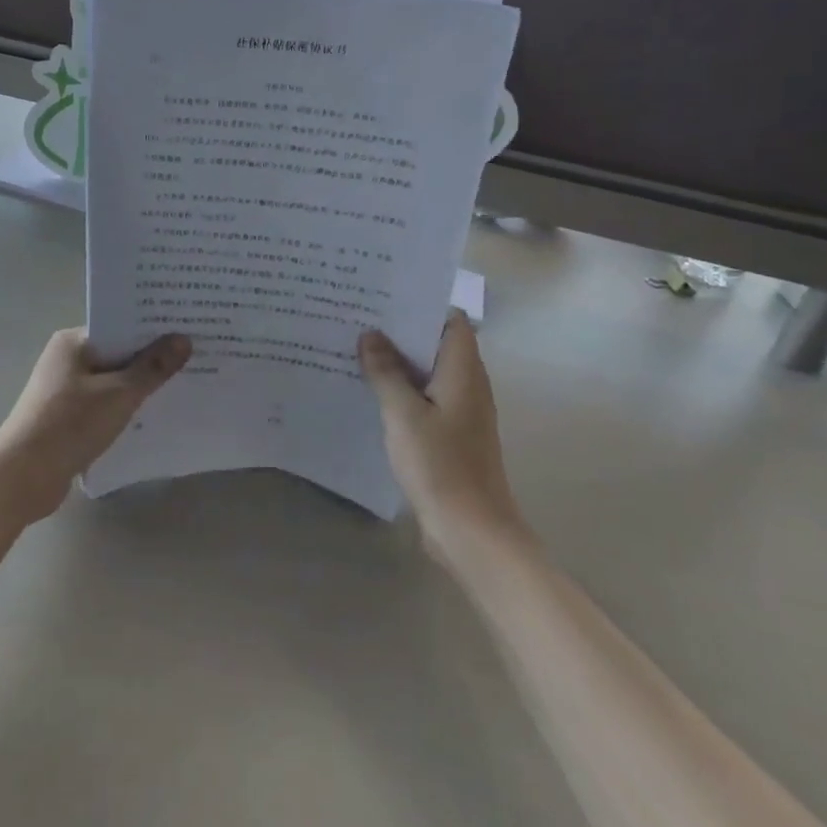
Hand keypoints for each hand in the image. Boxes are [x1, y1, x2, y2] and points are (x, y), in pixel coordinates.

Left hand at [0, 328, 190, 525]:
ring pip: (112, 382)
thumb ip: (153, 367)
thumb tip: (183, 339)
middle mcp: (66, 360)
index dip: (154, 329)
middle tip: (195, 358)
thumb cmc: (70, 424)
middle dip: (152, 359)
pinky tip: (153, 417)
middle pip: (118, 353)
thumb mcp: (119, 394)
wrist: (23, 477)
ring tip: (183, 386)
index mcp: (73, 342)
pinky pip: (104, 405)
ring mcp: (64, 391)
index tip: (189, 331)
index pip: (120, 326)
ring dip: (140, 387)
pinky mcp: (66, 419)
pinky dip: (125, 409)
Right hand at [359, 311, 528, 558]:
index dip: (422, 305)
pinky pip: (424, 400)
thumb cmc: (440, 464)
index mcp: (463, 371)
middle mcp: (467, 385)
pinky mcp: (450, 436)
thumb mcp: (403, 413)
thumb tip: (371, 335)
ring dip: (398, 362)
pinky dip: (401, 390)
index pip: (451, 321)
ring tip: (356, 348)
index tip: (384, 296)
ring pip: (428, 374)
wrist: (470, 531)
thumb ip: (386, 371)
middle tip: (358, 318)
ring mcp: (460, 412)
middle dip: (401, 331)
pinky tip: (370, 392)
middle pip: (437, 345)